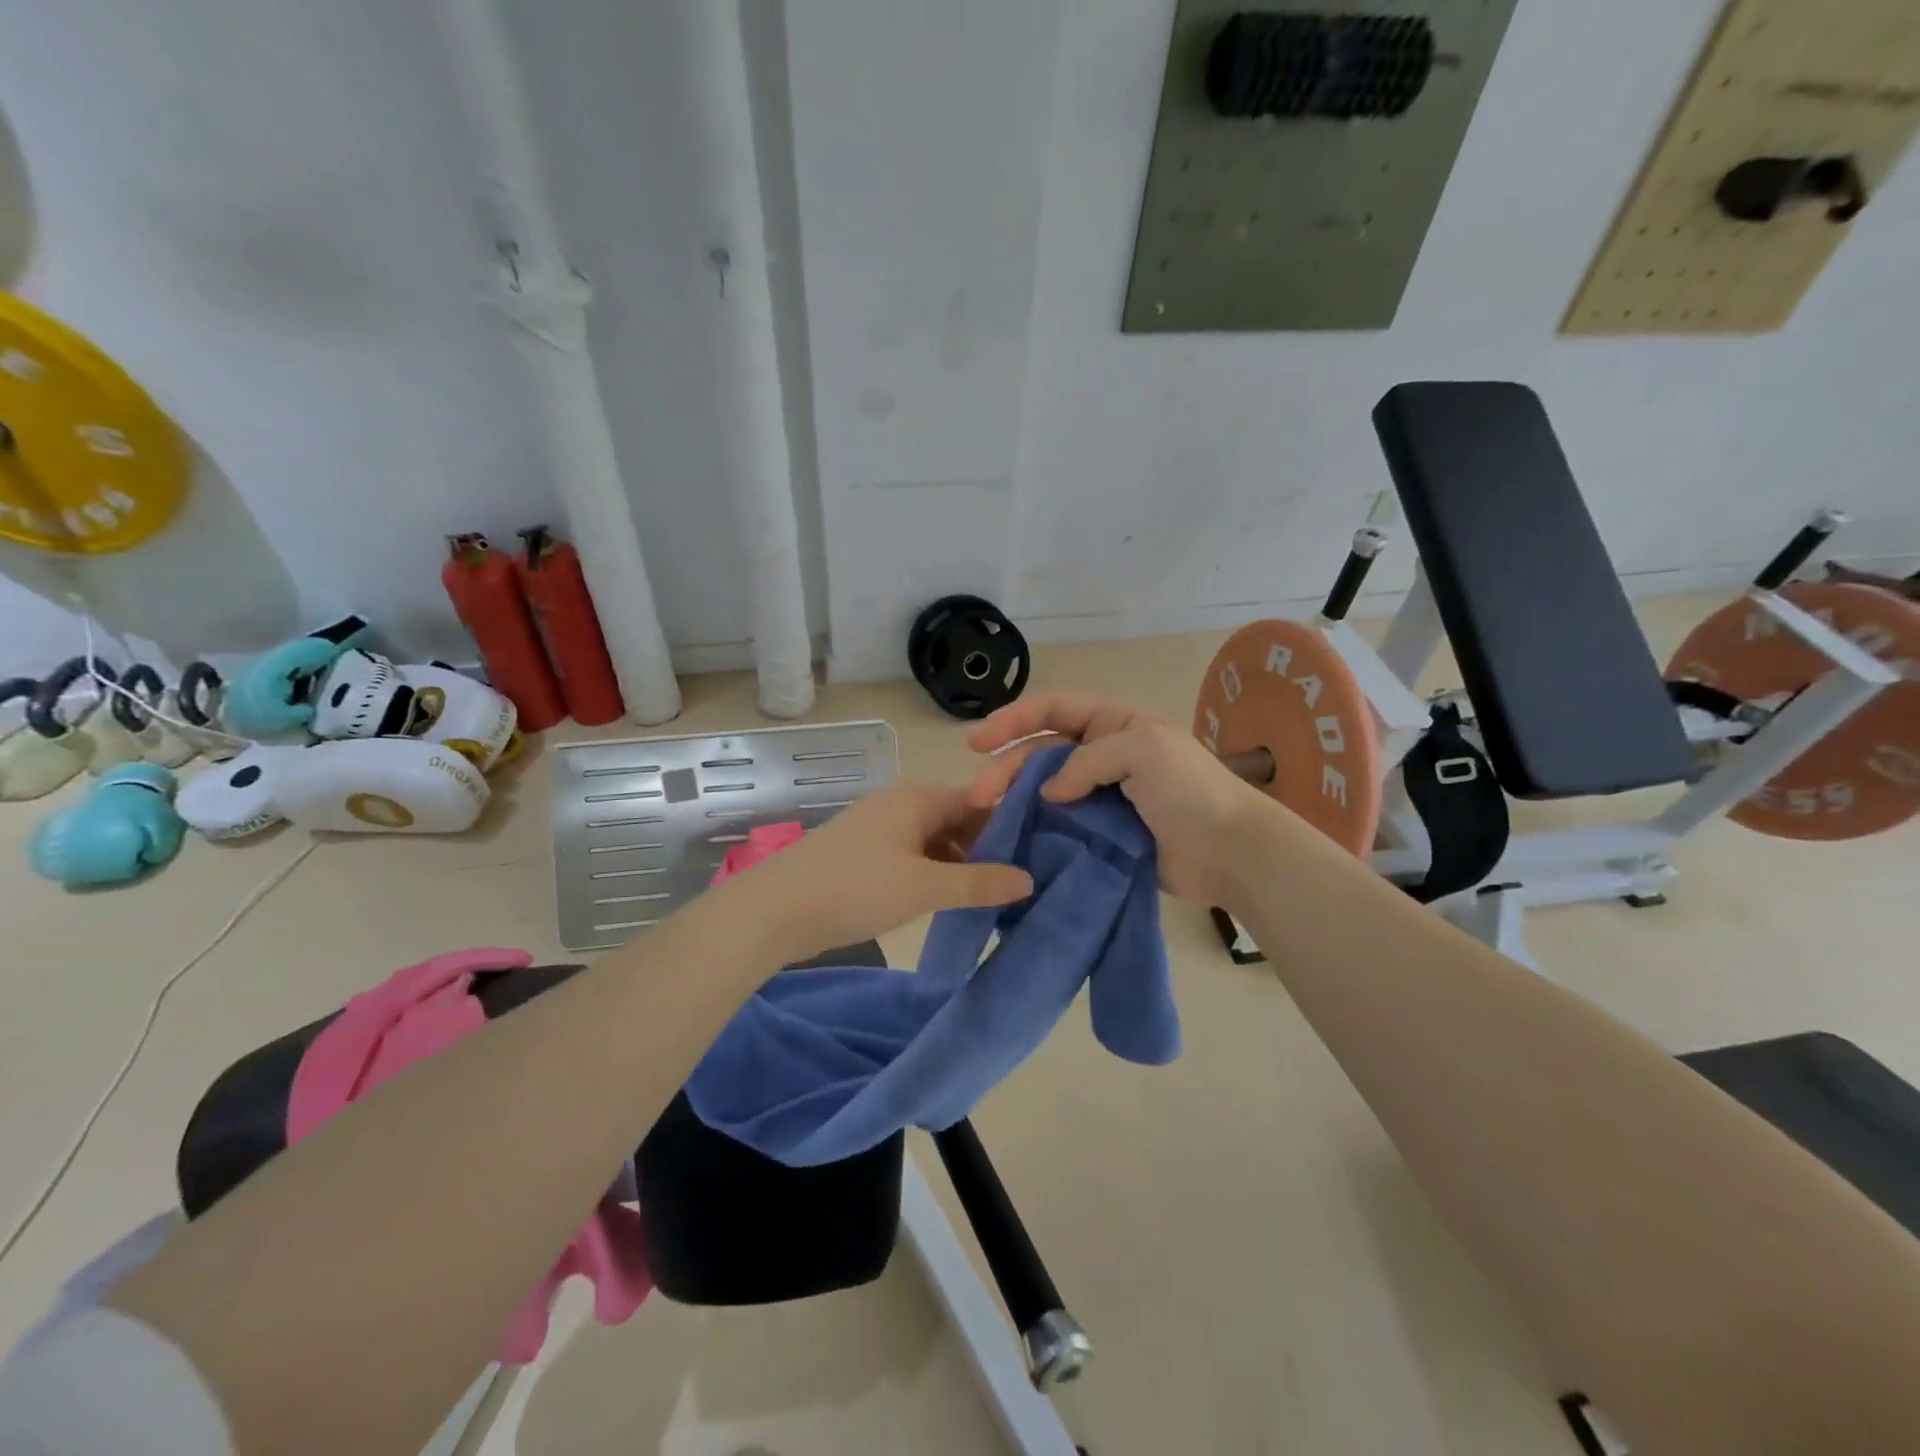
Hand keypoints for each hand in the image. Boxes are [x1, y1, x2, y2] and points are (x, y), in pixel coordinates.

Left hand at [718, 784, 1033, 964]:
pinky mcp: (864, 853)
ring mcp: (880, 828)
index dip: (1011, 823)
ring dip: (960, 864)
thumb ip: (979, 883)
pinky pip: (913, 855)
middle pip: (958, 819)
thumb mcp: (924, 887)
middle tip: (1021, 881)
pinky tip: (949, 900)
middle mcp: (901, 803)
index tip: (1042, 852)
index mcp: (919, 797)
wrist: (773, 910)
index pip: (980, 800)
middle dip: (987, 847)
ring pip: (935, 840)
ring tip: (992, 896)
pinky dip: (934, 873)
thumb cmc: (854, 889)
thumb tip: (1029, 878)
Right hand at [965, 692, 1274, 904]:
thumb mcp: (1142, 750)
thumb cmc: (1189, 790)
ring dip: (1013, 799)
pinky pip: (1057, 824)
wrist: (1229, 852)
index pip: (1053, 710)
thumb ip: (1087, 761)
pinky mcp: (1099, 833)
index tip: (977, 743)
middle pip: (1040, 753)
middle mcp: (1101, 754)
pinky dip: (1033, 828)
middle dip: (1005, 768)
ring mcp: (1099, 795)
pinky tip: (1011, 839)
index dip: (1013, 720)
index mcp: (1112, 724)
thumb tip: (1048, 793)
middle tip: (976, 796)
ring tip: (986, 818)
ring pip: (1043, 790)